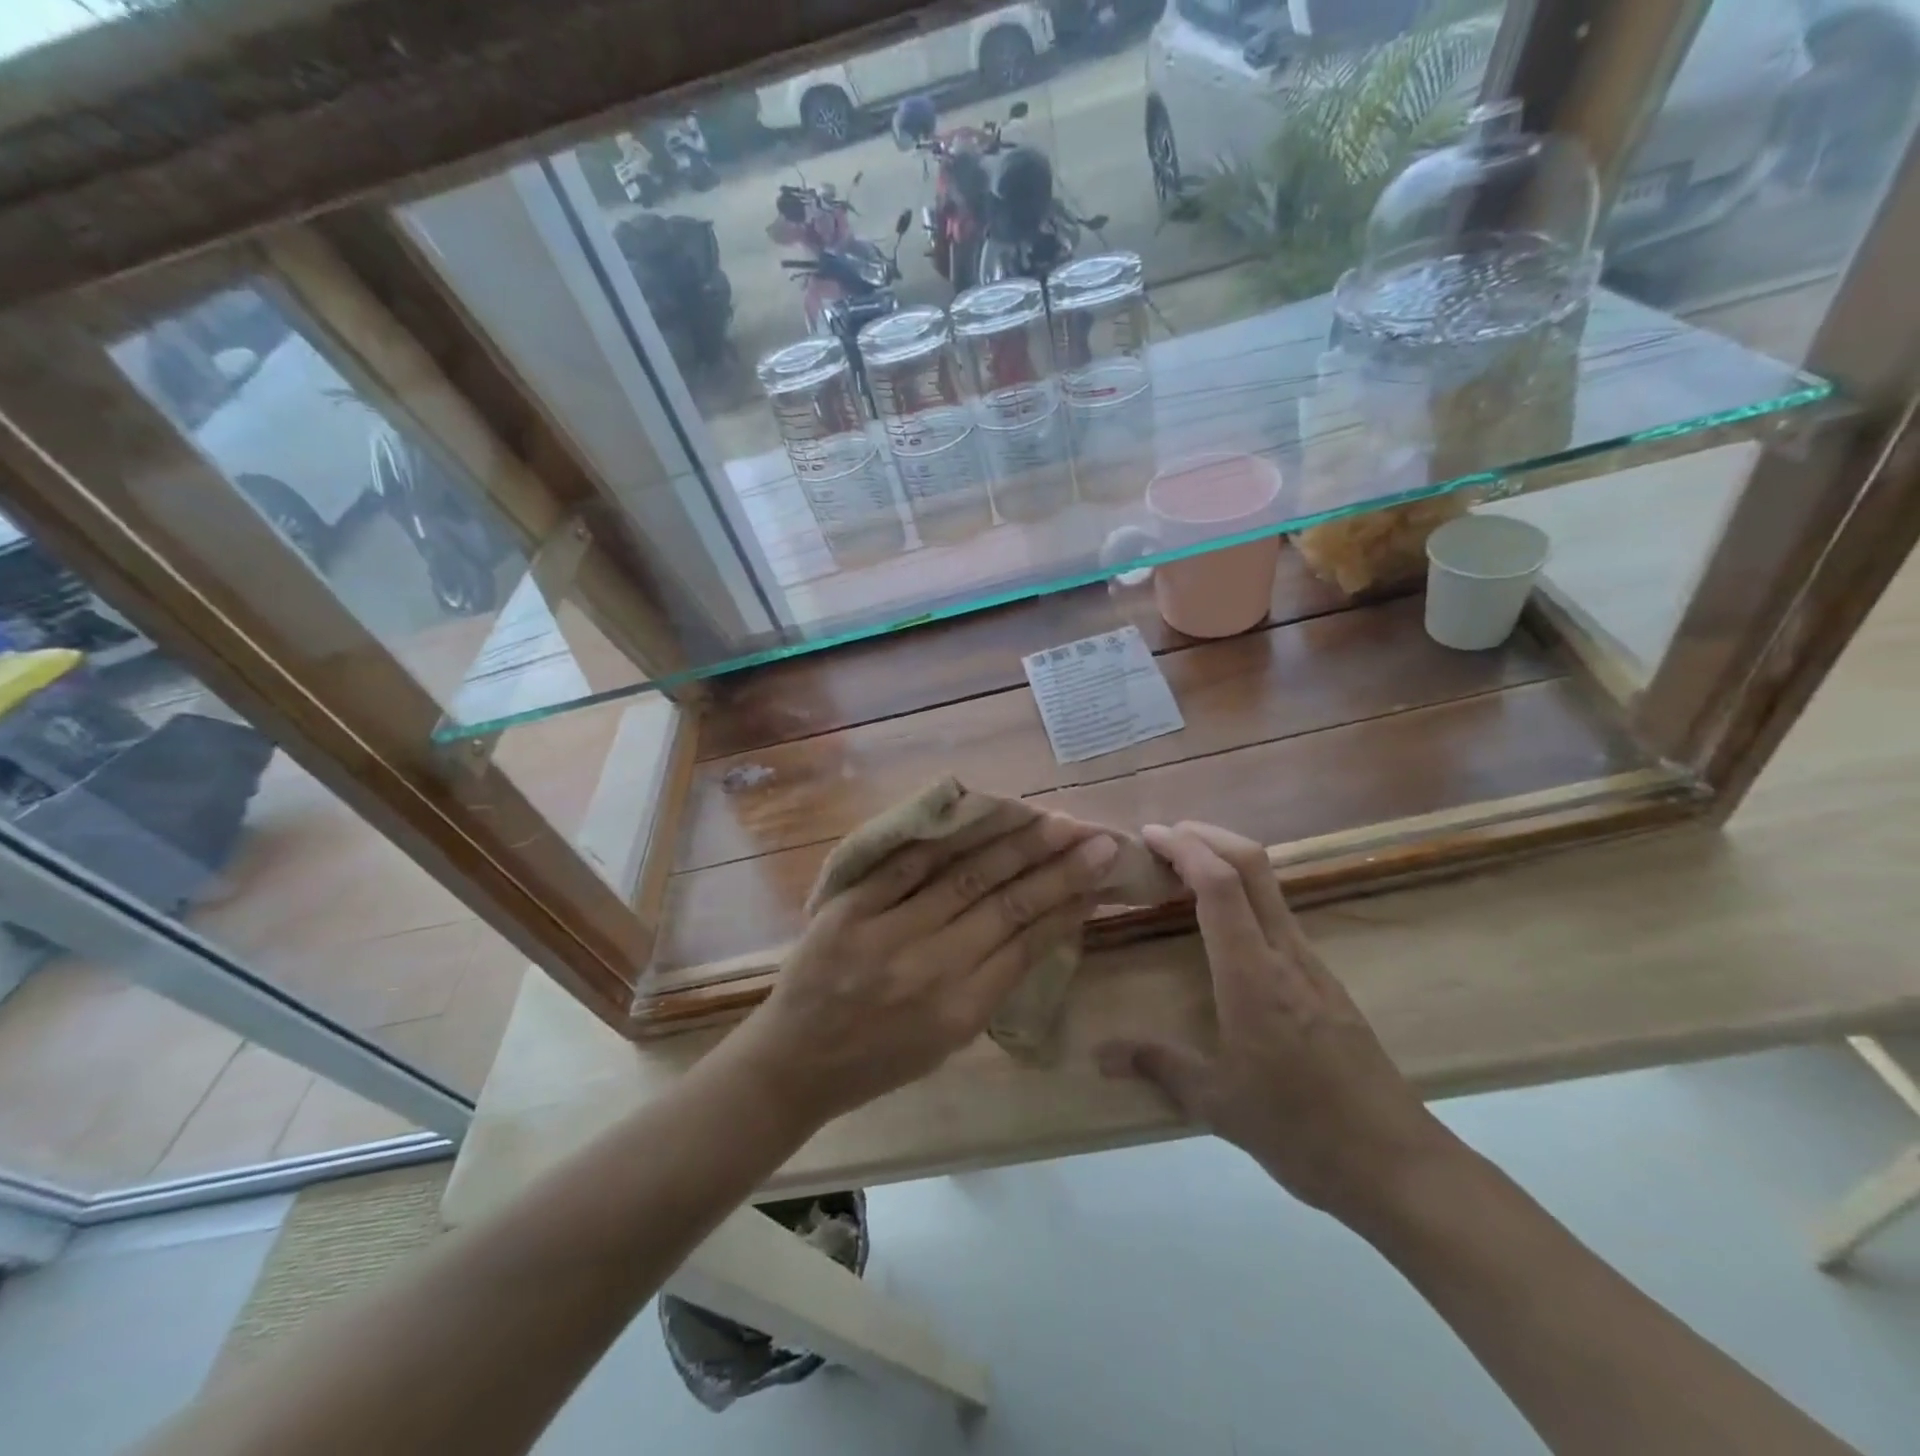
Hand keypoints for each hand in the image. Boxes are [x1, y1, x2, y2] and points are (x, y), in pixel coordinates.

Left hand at [727, 809, 1118, 1128]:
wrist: (795, 1061)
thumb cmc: (881, 1059)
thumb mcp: (950, 1039)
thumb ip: (995, 980)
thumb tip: (1045, 922)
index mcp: (960, 1011)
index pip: (1027, 942)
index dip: (1067, 901)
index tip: (1099, 870)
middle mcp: (929, 969)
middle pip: (1006, 904)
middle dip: (1056, 866)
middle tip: (1093, 835)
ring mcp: (886, 933)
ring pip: (964, 875)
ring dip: (1012, 843)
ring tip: (1049, 818)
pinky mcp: (849, 908)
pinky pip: (907, 862)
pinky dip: (946, 837)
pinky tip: (979, 814)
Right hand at [1096, 822, 1456, 1222]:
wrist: (1396, 1164)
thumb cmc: (1300, 1129)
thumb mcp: (1216, 1102)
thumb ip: (1157, 1065)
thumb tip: (1099, 1055)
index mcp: (1252, 975)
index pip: (1220, 885)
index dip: (1183, 848)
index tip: (1149, 835)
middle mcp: (1285, 954)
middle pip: (1253, 864)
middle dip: (1207, 835)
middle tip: (1164, 836)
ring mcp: (1311, 964)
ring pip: (1270, 885)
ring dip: (1226, 860)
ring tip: (1184, 870)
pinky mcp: (1324, 980)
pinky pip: (1278, 913)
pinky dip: (1243, 893)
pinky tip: (1222, 921)